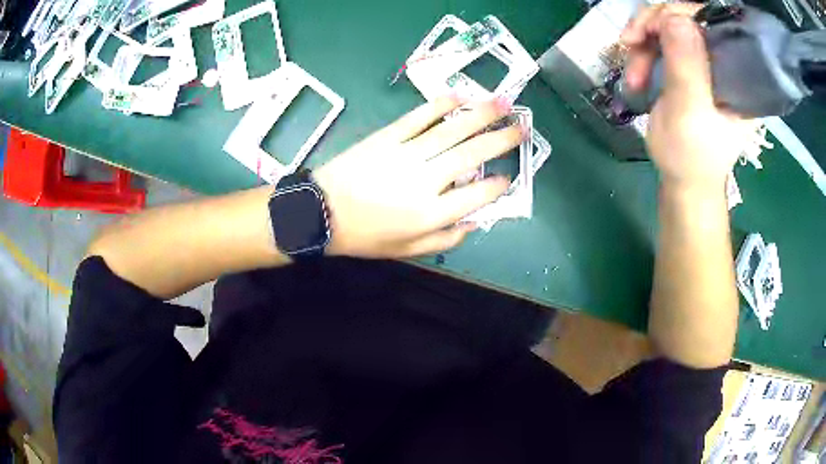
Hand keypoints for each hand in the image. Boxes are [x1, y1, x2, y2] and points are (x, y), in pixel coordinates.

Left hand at [314, 97, 523, 258]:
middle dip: (502, 139)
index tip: (508, 178)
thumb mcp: (408, 249)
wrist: (322, 213)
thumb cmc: (366, 236)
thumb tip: (475, 221)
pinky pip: (419, 117)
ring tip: (504, 103)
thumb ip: (446, 238)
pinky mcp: (388, 136)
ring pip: (452, 130)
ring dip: (481, 114)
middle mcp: (426, 180)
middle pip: (472, 154)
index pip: (478, 195)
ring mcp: (406, 153)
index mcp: (431, 213)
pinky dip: (440, 105)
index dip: (498, 185)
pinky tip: (458, 96)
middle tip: (522, 127)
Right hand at [622, 5, 747, 191]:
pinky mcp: (689, 67)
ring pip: (669, 28)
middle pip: (686, 18)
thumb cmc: (691, 156)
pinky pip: (662, 42)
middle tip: (631, 44)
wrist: (684, 180)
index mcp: (738, 73)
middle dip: (653, 28)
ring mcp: (705, 62)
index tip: (649, 29)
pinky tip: (637, 73)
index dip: (678, 14)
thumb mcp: (689, 113)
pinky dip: (644, 52)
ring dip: (644, 45)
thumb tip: (675, 17)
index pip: (710, 21)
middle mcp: (724, 61)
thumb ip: (686, 66)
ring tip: (634, 76)